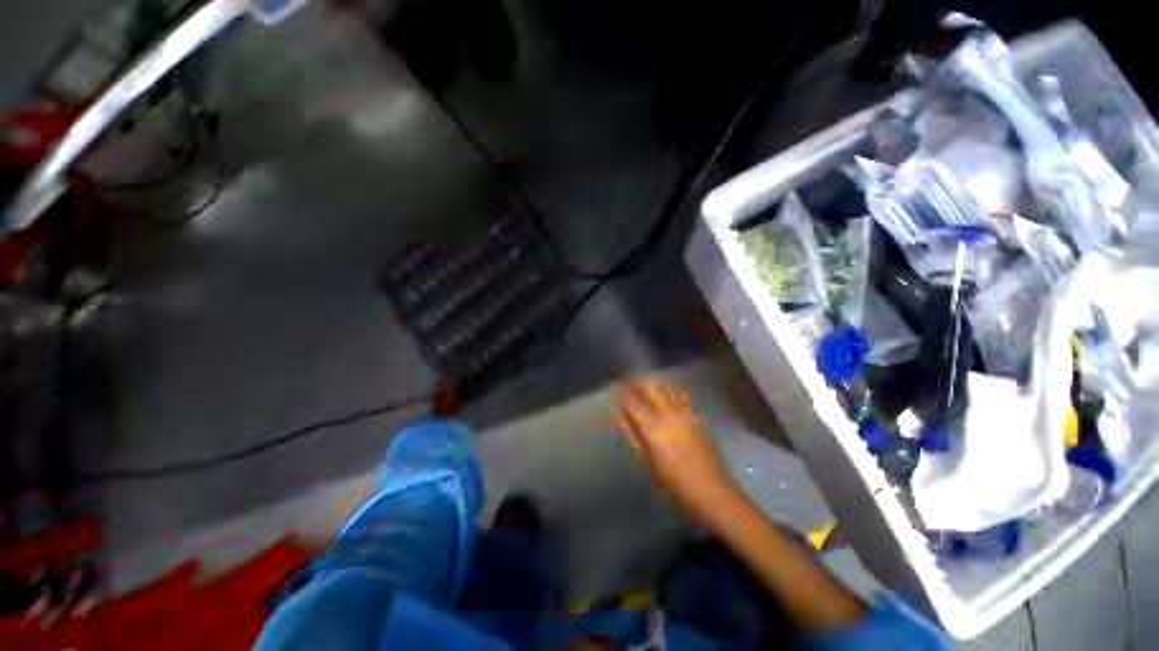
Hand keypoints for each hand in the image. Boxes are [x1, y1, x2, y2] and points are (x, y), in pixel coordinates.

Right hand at [613, 379, 734, 518]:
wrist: (712, 490)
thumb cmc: (673, 482)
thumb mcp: (646, 461)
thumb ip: (631, 434)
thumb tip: (619, 415)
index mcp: (653, 426)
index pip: (631, 400)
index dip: (620, 392)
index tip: (614, 387)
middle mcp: (668, 413)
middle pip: (650, 385)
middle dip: (637, 381)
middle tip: (628, 384)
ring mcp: (684, 412)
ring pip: (665, 386)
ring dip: (652, 384)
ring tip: (644, 389)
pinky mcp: (696, 415)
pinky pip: (677, 395)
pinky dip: (666, 392)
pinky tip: (664, 400)